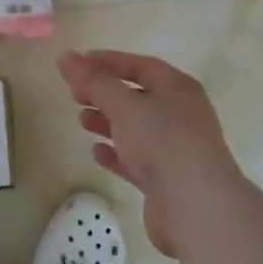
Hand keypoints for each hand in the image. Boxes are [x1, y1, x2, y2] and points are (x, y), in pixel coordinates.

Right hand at [58, 50, 245, 256]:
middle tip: (74, 94)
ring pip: (136, 129)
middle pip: (137, 96)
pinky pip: (137, 159)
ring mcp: (175, 148)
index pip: (140, 65)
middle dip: (105, 93)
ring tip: (81, 121)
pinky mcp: (167, 180)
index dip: (108, 62)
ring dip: (108, 122)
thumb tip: (66, 57)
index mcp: (177, 89)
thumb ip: (93, 81)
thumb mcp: (124, 105)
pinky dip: (117, 153)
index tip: (77, 64)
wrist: (197, 207)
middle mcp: (180, 114)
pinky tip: (97, 153)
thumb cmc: (162, 142)